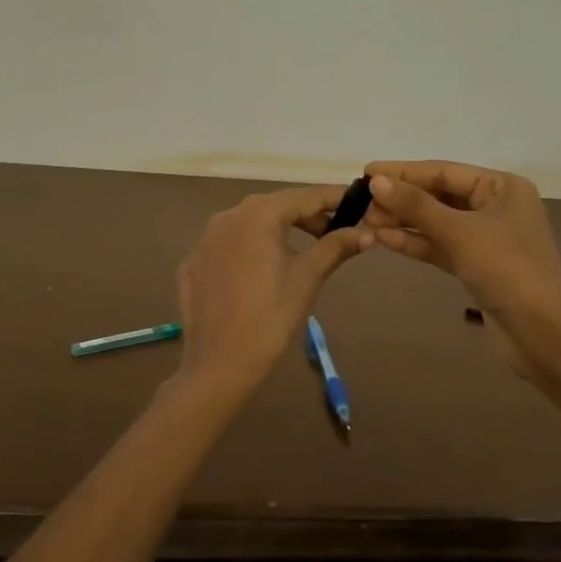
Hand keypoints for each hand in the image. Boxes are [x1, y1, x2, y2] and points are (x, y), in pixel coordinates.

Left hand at [175, 187, 373, 394]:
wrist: (220, 364)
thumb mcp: (308, 277)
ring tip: (301, 251)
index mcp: (257, 214)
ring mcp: (203, 240)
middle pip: (274, 207)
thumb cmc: (272, 317)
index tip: (357, 202)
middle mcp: (226, 217)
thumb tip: (368, 232)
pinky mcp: (191, 264)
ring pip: (249, 225)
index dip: (333, 198)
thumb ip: (336, 247)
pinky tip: (261, 273)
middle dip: (306, 216)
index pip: (303, 197)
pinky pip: (228, 247)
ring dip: (277, 231)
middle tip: (334, 232)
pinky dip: (250, 250)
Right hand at [361, 161, 560, 321]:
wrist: (540, 331)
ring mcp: (488, 238)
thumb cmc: (505, 269)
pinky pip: (442, 246)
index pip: (445, 171)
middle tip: (361, 202)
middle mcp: (497, 207)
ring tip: (366, 221)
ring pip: (438, 223)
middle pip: (440, 195)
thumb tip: (376, 181)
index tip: (367, 171)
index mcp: (503, 187)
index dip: (404, 171)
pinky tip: (385, 240)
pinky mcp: (478, 266)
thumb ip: (416, 205)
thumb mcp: (458, 232)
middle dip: (402, 199)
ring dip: (404, 222)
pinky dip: (416, 243)